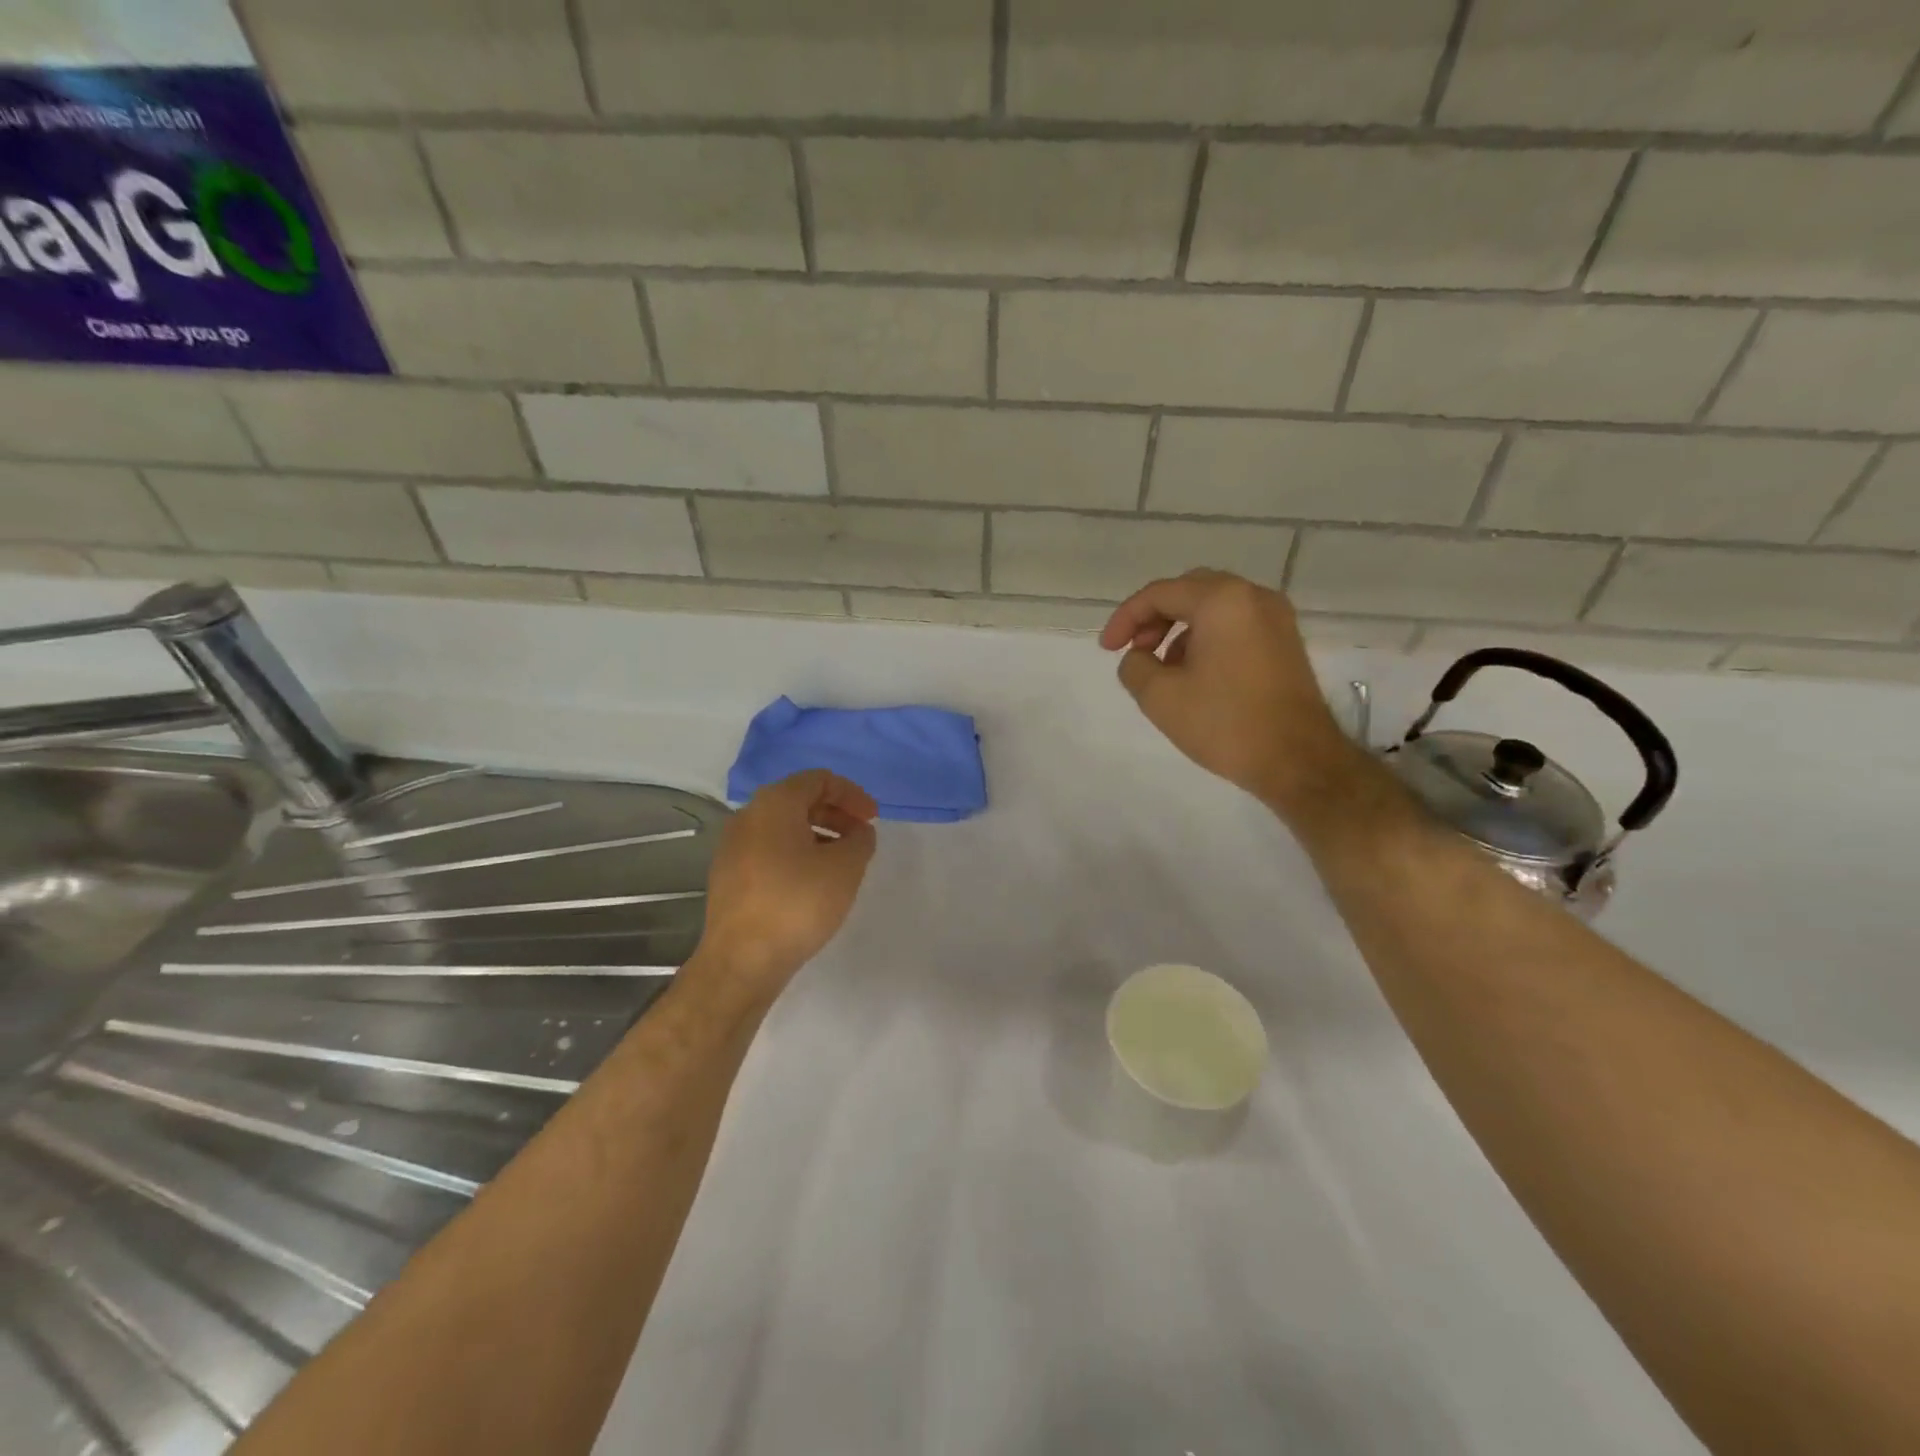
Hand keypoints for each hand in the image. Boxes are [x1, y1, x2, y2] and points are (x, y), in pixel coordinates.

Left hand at [696, 769, 878, 990]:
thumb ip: (861, 840)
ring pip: (783, 827)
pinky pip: (769, 850)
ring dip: (817, 835)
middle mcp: (748, 816)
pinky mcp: (728, 876)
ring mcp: (732, 846)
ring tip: (841, 862)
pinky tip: (812, 883)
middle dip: (836, 814)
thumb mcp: (846, 867)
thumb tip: (858, 833)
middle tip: (861, 838)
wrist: (742, 960)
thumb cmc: (798, 903)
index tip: (873, 819)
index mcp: (775, 803)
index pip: (819, 780)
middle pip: (799, 800)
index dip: (852, 794)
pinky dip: (796, 854)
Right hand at [1100, 569, 1353, 814]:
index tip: (1107, 650)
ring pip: (1214, 608)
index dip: (1125, 619)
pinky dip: (1207, 638)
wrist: (1298, 760)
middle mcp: (1253, 596)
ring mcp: (1276, 617)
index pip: (1159, 594)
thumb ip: (1134, 666)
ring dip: (1180, 629)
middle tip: (1135, 650)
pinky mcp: (1286, 641)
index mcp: (1222, 601)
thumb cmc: (1225, 723)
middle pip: (1189, 591)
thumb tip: (1139, 657)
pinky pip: (1236, 624)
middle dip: (1154, 618)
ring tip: (1162, 668)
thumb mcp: (1159, 696)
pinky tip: (1196, 674)